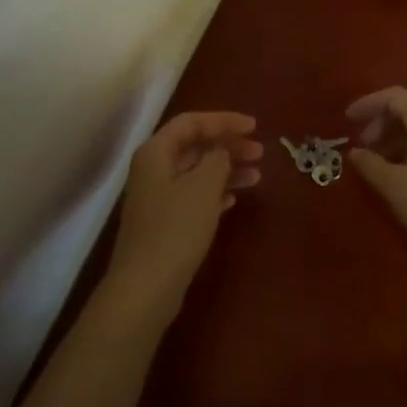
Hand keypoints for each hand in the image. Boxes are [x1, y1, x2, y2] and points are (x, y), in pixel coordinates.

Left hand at [105, 111, 262, 313]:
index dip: (224, 120)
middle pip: (194, 146)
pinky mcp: (164, 222)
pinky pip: (193, 196)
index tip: (254, 126)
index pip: (191, 122)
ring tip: (257, 176)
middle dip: (228, 145)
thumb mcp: (204, 186)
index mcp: (156, 152)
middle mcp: (152, 169)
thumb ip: (217, 159)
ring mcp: (157, 197)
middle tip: (260, 153)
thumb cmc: (176, 228)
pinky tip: (234, 199)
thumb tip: (221, 151)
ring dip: (226, 169)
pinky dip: (215, 192)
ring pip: (196, 172)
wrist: (147, 285)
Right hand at [346, 87, 406, 261]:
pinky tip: (404, 171)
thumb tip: (355, 153)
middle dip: (382, 123)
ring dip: (398, 137)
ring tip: (379, 162)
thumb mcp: (392, 185)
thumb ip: (369, 164)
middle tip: (362, 147)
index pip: (394, 96)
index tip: (347, 120)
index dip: (368, 104)